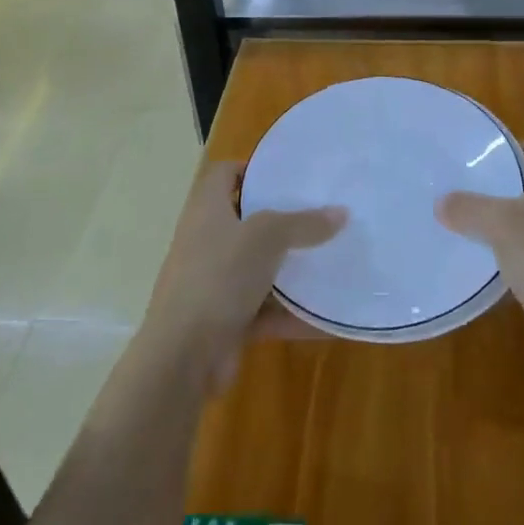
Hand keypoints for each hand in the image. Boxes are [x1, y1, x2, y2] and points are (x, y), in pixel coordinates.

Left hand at [141, 160, 344, 393]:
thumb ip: (304, 224)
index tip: (285, 175)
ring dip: (289, 269)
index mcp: (207, 211)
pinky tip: (327, 316)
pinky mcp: (225, 321)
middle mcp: (206, 242)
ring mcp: (214, 283)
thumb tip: (340, 212)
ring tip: (330, 259)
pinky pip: (265, 310)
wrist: (183, 356)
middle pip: (245, 221)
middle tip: (319, 214)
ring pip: (257, 268)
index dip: (250, 169)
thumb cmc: (219, 277)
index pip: (223, 175)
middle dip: (281, 220)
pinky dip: (292, 313)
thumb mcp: (267, 238)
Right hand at [436, 140, 523, 377]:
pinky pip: (522, 258)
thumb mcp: (501, 223)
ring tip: (461, 221)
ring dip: (499, 223)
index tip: (499, 156)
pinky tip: (472, 263)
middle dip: (504, 184)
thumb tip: (441, 202)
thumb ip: (469, 208)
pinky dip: (500, 258)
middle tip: (467, 185)